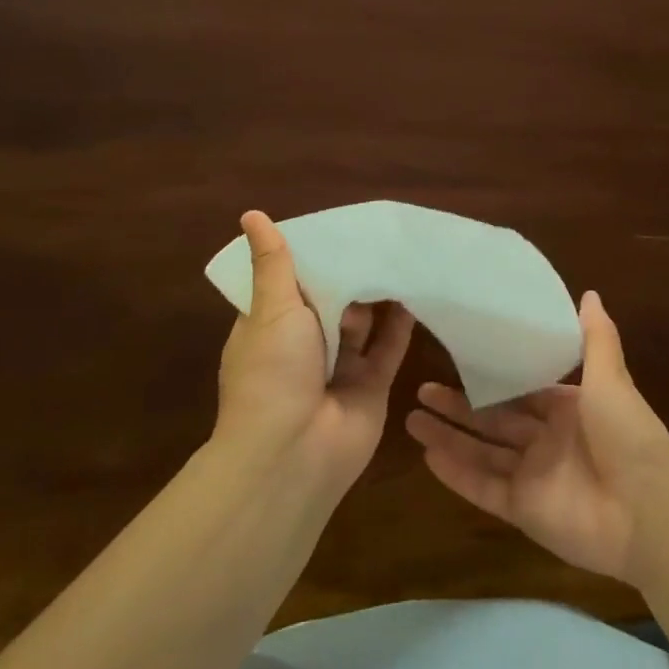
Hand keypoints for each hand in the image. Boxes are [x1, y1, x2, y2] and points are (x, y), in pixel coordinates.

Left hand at [215, 211, 415, 496]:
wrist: (293, 454)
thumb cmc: (273, 372)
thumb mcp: (271, 308)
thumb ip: (273, 263)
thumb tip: (250, 215)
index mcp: (271, 326)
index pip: (291, 282)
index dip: (312, 256)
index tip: (339, 226)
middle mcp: (305, 345)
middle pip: (332, 300)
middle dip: (351, 274)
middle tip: (381, 235)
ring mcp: (339, 367)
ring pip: (364, 323)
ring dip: (379, 296)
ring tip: (404, 256)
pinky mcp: (371, 385)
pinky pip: (389, 348)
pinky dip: (402, 324)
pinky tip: (418, 291)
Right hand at [405, 291, 668, 584]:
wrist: (649, 512)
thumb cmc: (627, 435)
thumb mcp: (610, 378)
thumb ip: (596, 339)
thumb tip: (588, 292)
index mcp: (568, 408)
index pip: (523, 390)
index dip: (492, 377)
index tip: (459, 360)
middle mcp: (548, 441)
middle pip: (494, 420)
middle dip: (459, 406)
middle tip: (422, 390)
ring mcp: (534, 477)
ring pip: (482, 453)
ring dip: (449, 437)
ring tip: (410, 419)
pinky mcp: (524, 511)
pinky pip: (484, 489)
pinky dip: (457, 475)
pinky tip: (427, 455)